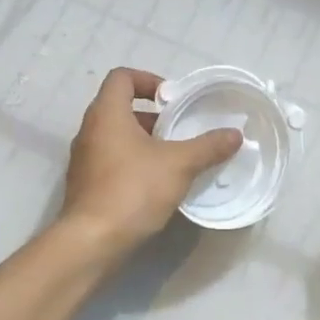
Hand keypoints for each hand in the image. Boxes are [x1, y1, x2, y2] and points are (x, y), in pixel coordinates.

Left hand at [61, 68, 242, 257]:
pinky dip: (133, 163)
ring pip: (116, 137)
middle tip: (180, 129)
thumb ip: (208, 146)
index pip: (121, 77)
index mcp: (106, 114)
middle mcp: (89, 131)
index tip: (172, 99)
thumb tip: (235, 134)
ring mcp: (84, 160)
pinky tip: (157, 184)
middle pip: (120, 107)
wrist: (91, 242)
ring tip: (174, 158)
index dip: (148, 79)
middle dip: (153, 116)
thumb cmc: (133, 190)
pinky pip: (111, 161)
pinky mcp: (85, 186)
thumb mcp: (179, 165)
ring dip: (144, 141)